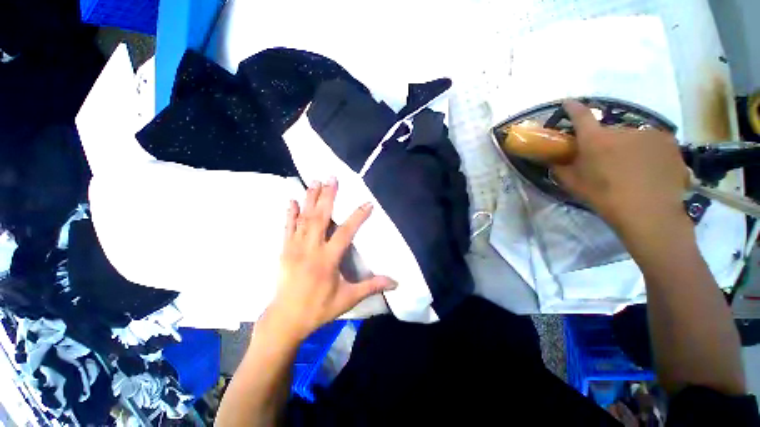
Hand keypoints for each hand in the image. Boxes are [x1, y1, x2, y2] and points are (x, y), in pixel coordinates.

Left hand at [261, 177, 396, 342]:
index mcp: (328, 259)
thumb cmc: (319, 308)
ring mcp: (295, 248)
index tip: (368, 203)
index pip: (346, 232)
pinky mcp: (284, 250)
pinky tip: (291, 200)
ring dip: (310, 199)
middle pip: (320, 217)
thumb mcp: (348, 298)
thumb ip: (372, 286)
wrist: (286, 319)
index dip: (357, 217)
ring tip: (315, 181)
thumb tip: (395, 282)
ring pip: (304, 218)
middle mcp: (311, 248)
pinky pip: (287, 228)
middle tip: (332, 177)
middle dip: (327, 196)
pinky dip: (290, 213)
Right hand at [552, 100, 690, 233]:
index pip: (581, 115)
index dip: (573, 107)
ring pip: (631, 136)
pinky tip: (649, 169)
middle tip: (605, 160)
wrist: (649, 212)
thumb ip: (560, 168)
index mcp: (595, 139)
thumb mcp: (574, 185)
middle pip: (608, 130)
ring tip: (631, 168)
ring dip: (626, 146)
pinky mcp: (668, 141)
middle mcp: (622, 129)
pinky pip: (651, 142)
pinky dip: (646, 151)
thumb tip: (553, 160)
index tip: (568, 102)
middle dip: (604, 141)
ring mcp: (648, 133)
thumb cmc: (605, 197)